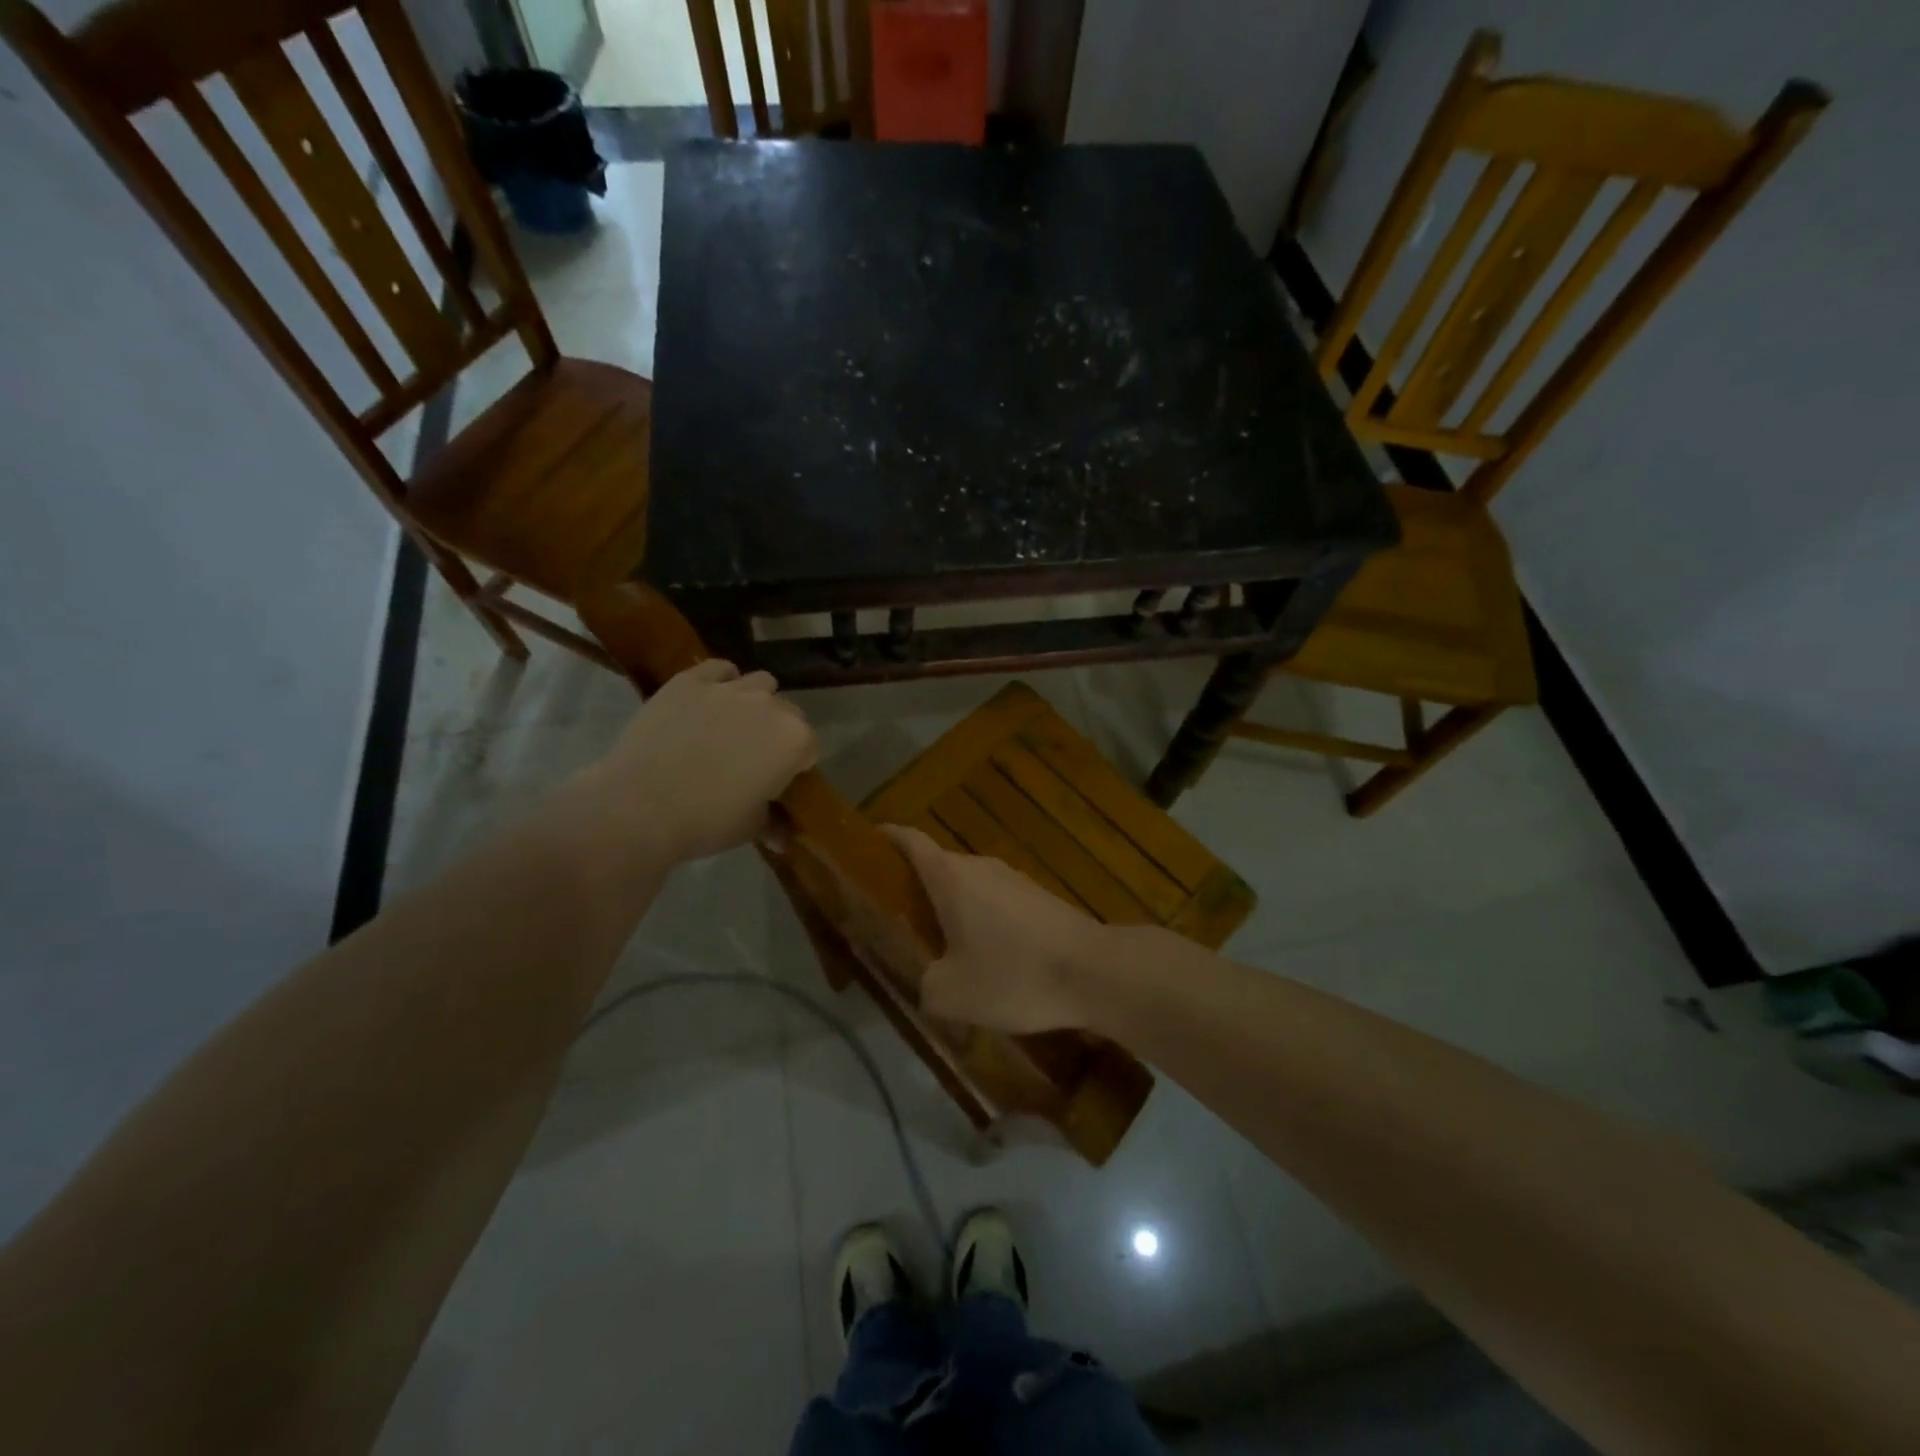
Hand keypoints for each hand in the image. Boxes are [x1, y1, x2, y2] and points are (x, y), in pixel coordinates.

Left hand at [589, 661, 817, 861]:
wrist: (640, 806)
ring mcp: (728, 689)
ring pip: (759, 684)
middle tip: (754, 758)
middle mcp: (769, 706)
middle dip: (779, 731)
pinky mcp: (690, 681)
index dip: (796, 765)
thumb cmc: (707, 821)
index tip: (778, 781)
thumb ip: (773, 822)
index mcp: (794, 740)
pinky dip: (721, 680)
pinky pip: (718, 669)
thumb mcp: (751, 828)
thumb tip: (782, 835)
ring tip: (733, 725)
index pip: (810, 746)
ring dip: (756, 701)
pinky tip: (709, 701)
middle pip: (788, 712)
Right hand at [883, 825, 1110, 1032]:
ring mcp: (1015, 879)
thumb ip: (926, 986)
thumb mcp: (951, 994)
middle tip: (899, 920)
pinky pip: (999, 904)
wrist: (1093, 972)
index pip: (910, 841)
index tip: (869, 839)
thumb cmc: (1013, 974)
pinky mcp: (1041, 898)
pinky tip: (992, 960)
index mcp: (950, 877)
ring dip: (955, 910)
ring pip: (972, 888)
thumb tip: (930, 983)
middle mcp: (981, 867)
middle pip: (940, 867)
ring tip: (944, 948)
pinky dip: (985, 922)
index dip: (887, 836)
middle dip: (918, 888)